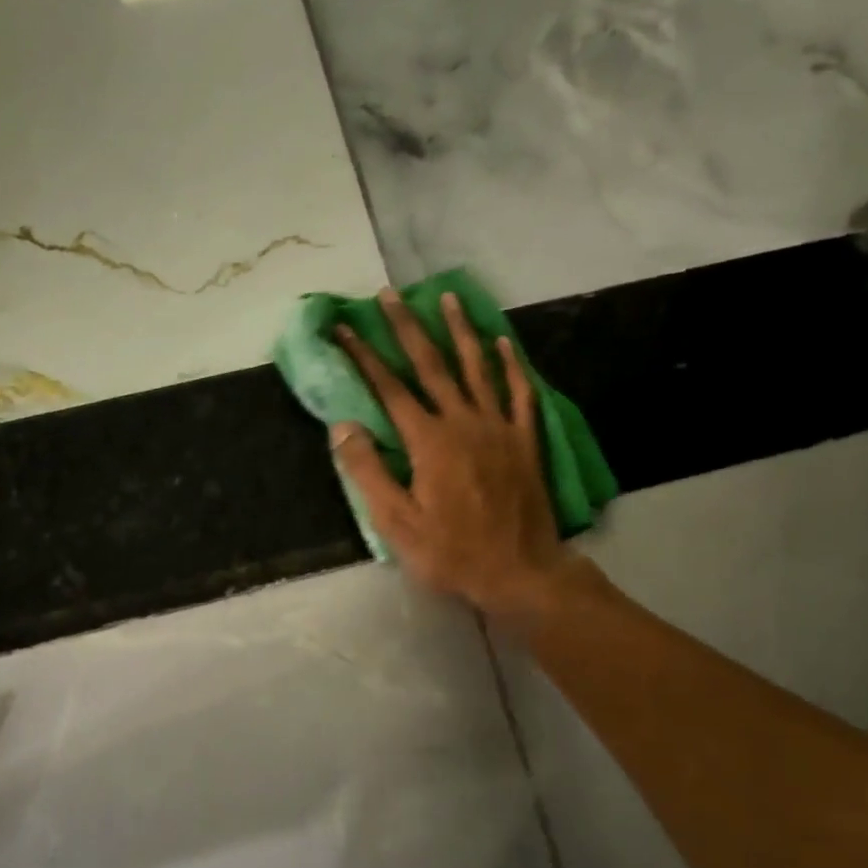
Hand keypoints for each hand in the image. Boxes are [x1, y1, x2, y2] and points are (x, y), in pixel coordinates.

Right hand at [332, 288, 584, 619]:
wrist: (520, 572)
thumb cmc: (452, 553)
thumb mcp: (397, 523)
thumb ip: (369, 472)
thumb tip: (343, 425)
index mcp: (429, 442)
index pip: (388, 389)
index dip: (362, 357)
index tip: (343, 329)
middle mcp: (463, 422)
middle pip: (431, 365)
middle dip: (407, 327)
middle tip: (390, 295)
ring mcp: (499, 428)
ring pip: (477, 368)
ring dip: (460, 330)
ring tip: (448, 298)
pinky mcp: (525, 441)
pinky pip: (520, 393)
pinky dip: (511, 365)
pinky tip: (503, 342)